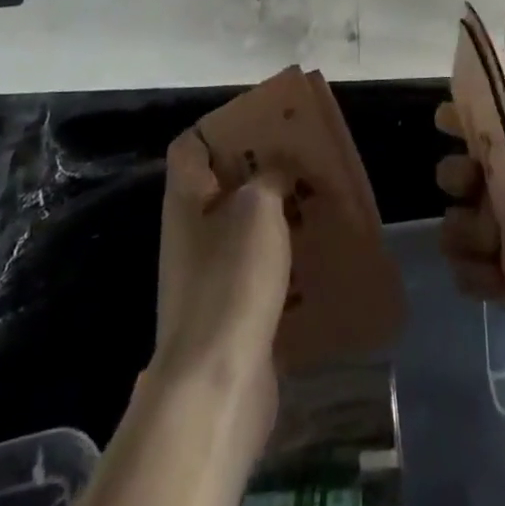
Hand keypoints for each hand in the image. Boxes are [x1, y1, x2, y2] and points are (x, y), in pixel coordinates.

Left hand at [150, 129, 291, 443]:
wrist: (217, 383)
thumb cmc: (232, 279)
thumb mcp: (258, 208)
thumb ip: (271, 176)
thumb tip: (278, 170)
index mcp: (186, 200)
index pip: (190, 146)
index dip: (221, 127)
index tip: (262, 122)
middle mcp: (191, 233)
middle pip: (223, 185)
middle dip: (262, 170)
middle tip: (303, 158)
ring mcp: (208, 275)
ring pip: (245, 228)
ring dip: (279, 214)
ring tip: (317, 201)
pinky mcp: (230, 311)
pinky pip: (259, 269)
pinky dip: (284, 258)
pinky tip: (316, 253)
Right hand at [437, 4, 504, 402]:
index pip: (483, 122)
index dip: (459, 118)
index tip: (444, 122)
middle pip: (459, 174)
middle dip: (456, 181)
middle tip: (470, 188)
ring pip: (456, 224)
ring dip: (467, 235)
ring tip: (494, 246)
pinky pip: (466, 272)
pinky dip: (477, 275)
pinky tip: (499, 280)